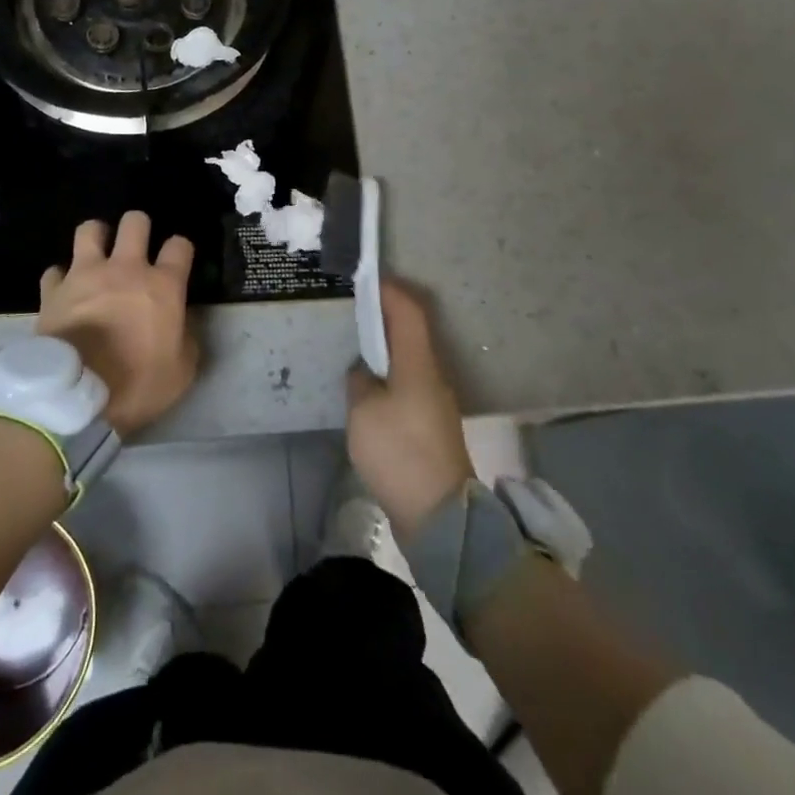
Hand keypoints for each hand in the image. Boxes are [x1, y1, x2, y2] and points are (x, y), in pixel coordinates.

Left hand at [37, 212, 197, 435]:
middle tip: (136, 248)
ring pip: (90, 229)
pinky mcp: (53, 290)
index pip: (179, 245)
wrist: (76, 397)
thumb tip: (182, 324)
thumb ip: (186, 339)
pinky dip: (61, 278)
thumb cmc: (137, 385)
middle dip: (138, 228)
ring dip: (97, 237)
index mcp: (162, 285)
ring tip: (98, 254)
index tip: (177, 263)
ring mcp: (85, 275)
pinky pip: (55, 271)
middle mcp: (125, 269)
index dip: (180, 250)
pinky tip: (64, 291)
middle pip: (135, 222)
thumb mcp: (181, 372)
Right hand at [347, 280, 474, 538]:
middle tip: (354, 311)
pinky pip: (408, 385)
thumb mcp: (364, 412)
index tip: (367, 279)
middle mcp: (432, 375)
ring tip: (355, 348)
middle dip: (385, 316)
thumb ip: (359, 381)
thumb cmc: (400, 452)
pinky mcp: (431, 427)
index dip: (390, 290)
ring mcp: (435, 402)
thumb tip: (365, 371)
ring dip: (386, 348)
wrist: (440, 516)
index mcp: (418, 363)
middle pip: (411, 333)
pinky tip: (368, 389)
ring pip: (409, 360)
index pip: (409, 311)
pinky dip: (389, 376)